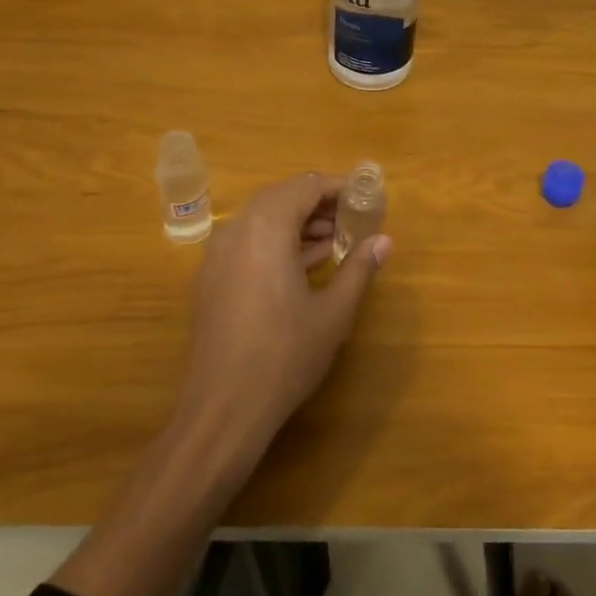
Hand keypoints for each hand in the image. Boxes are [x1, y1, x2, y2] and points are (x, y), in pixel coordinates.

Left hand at [176, 171, 392, 466]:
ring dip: (298, 222)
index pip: (305, 186)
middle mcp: (236, 232)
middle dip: (318, 203)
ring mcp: (218, 257)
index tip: (367, 198)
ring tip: (335, 240)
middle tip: (353, 218)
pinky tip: (305, 266)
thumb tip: (384, 241)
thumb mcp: (334, 312)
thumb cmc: (285, 355)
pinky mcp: (211, 282)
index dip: (339, 187)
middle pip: (281, 197)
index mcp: (266, 229)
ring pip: (262, 220)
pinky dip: (277, 242)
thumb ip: (359, 268)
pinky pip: (248, 243)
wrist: (222, 410)